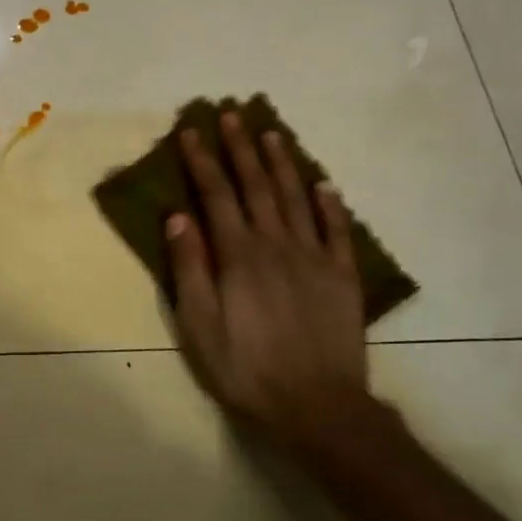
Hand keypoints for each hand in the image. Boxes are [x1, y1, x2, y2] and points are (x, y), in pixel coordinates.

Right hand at [166, 112, 369, 452]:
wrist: (317, 406)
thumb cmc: (246, 369)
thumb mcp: (199, 325)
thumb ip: (189, 268)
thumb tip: (178, 217)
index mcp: (238, 255)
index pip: (216, 195)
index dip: (202, 160)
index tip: (190, 131)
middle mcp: (276, 244)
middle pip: (257, 186)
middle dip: (241, 148)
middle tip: (232, 115)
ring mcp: (314, 257)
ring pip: (297, 197)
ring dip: (283, 163)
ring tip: (272, 134)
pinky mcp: (342, 275)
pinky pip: (337, 230)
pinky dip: (331, 203)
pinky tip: (325, 184)